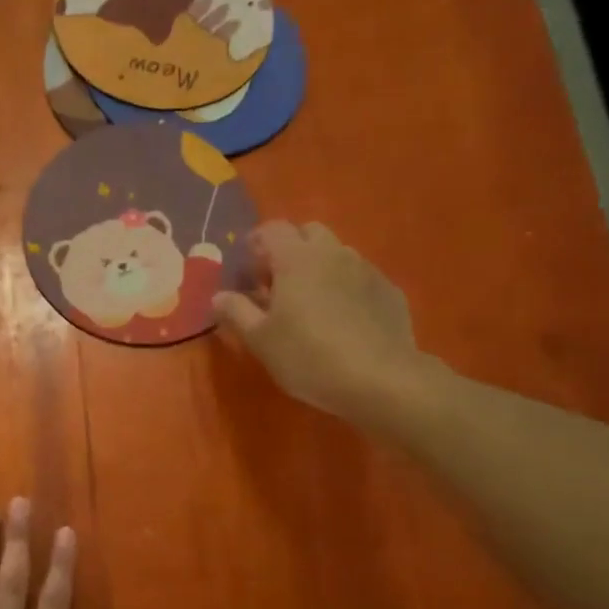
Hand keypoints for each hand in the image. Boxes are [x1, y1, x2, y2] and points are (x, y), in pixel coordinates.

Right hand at [212, 220, 437, 421]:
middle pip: (309, 233)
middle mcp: (334, 253)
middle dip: (290, 249)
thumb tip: (218, 296)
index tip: (248, 269)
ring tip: (310, 302)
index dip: (257, 243)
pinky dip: (346, 287)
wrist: (381, 380)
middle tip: (277, 283)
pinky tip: (343, 320)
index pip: (273, 229)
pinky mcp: (390, 291)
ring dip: (319, 267)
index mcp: (297, 259)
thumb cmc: (308, 356)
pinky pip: (360, 278)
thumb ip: (236, 312)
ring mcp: (367, 270)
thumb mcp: (260, 340)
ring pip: (337, 254)